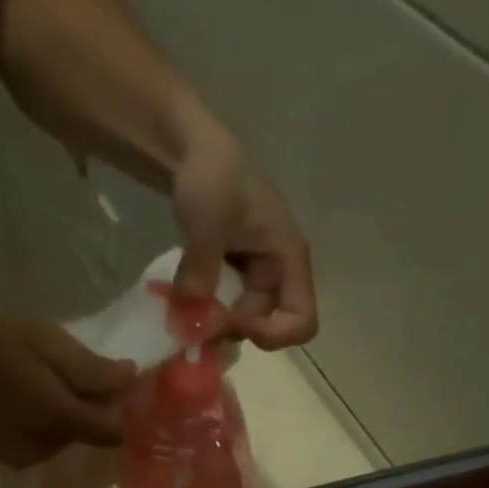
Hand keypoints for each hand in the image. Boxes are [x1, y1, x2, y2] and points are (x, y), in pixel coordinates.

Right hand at [0, 307, 135, 466]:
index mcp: (59, 418)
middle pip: (87, 433)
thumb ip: (90, 368)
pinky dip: (41, 424)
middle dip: (89, 406)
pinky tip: (21, 399)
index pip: (111, 431)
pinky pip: (41, 444)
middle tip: (68, 368)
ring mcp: (24, 457)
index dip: (120, 406)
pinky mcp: (5, 458)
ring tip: (39, 380)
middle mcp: (47, 448)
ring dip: (64, 415)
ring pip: (65, 439)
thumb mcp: (45, 339)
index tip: (114, 378)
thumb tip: (130, 380)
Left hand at [171, 127, 316, 350]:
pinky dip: (205, 315)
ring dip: (215, 327)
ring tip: (185, 314)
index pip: (303, 321)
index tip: (237, 324)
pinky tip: (185, 305)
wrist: (192, 151)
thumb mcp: (208, 219)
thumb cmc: (213, 175)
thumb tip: (193, 316)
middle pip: (265, 328)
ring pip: (241, 325)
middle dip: (232, 332)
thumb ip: (202, 268)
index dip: (273, 335)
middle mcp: (278, 276)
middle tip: (196, 323)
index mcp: (288, 258)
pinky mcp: (234, 281)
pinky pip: (224, 312)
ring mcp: (254, 280)